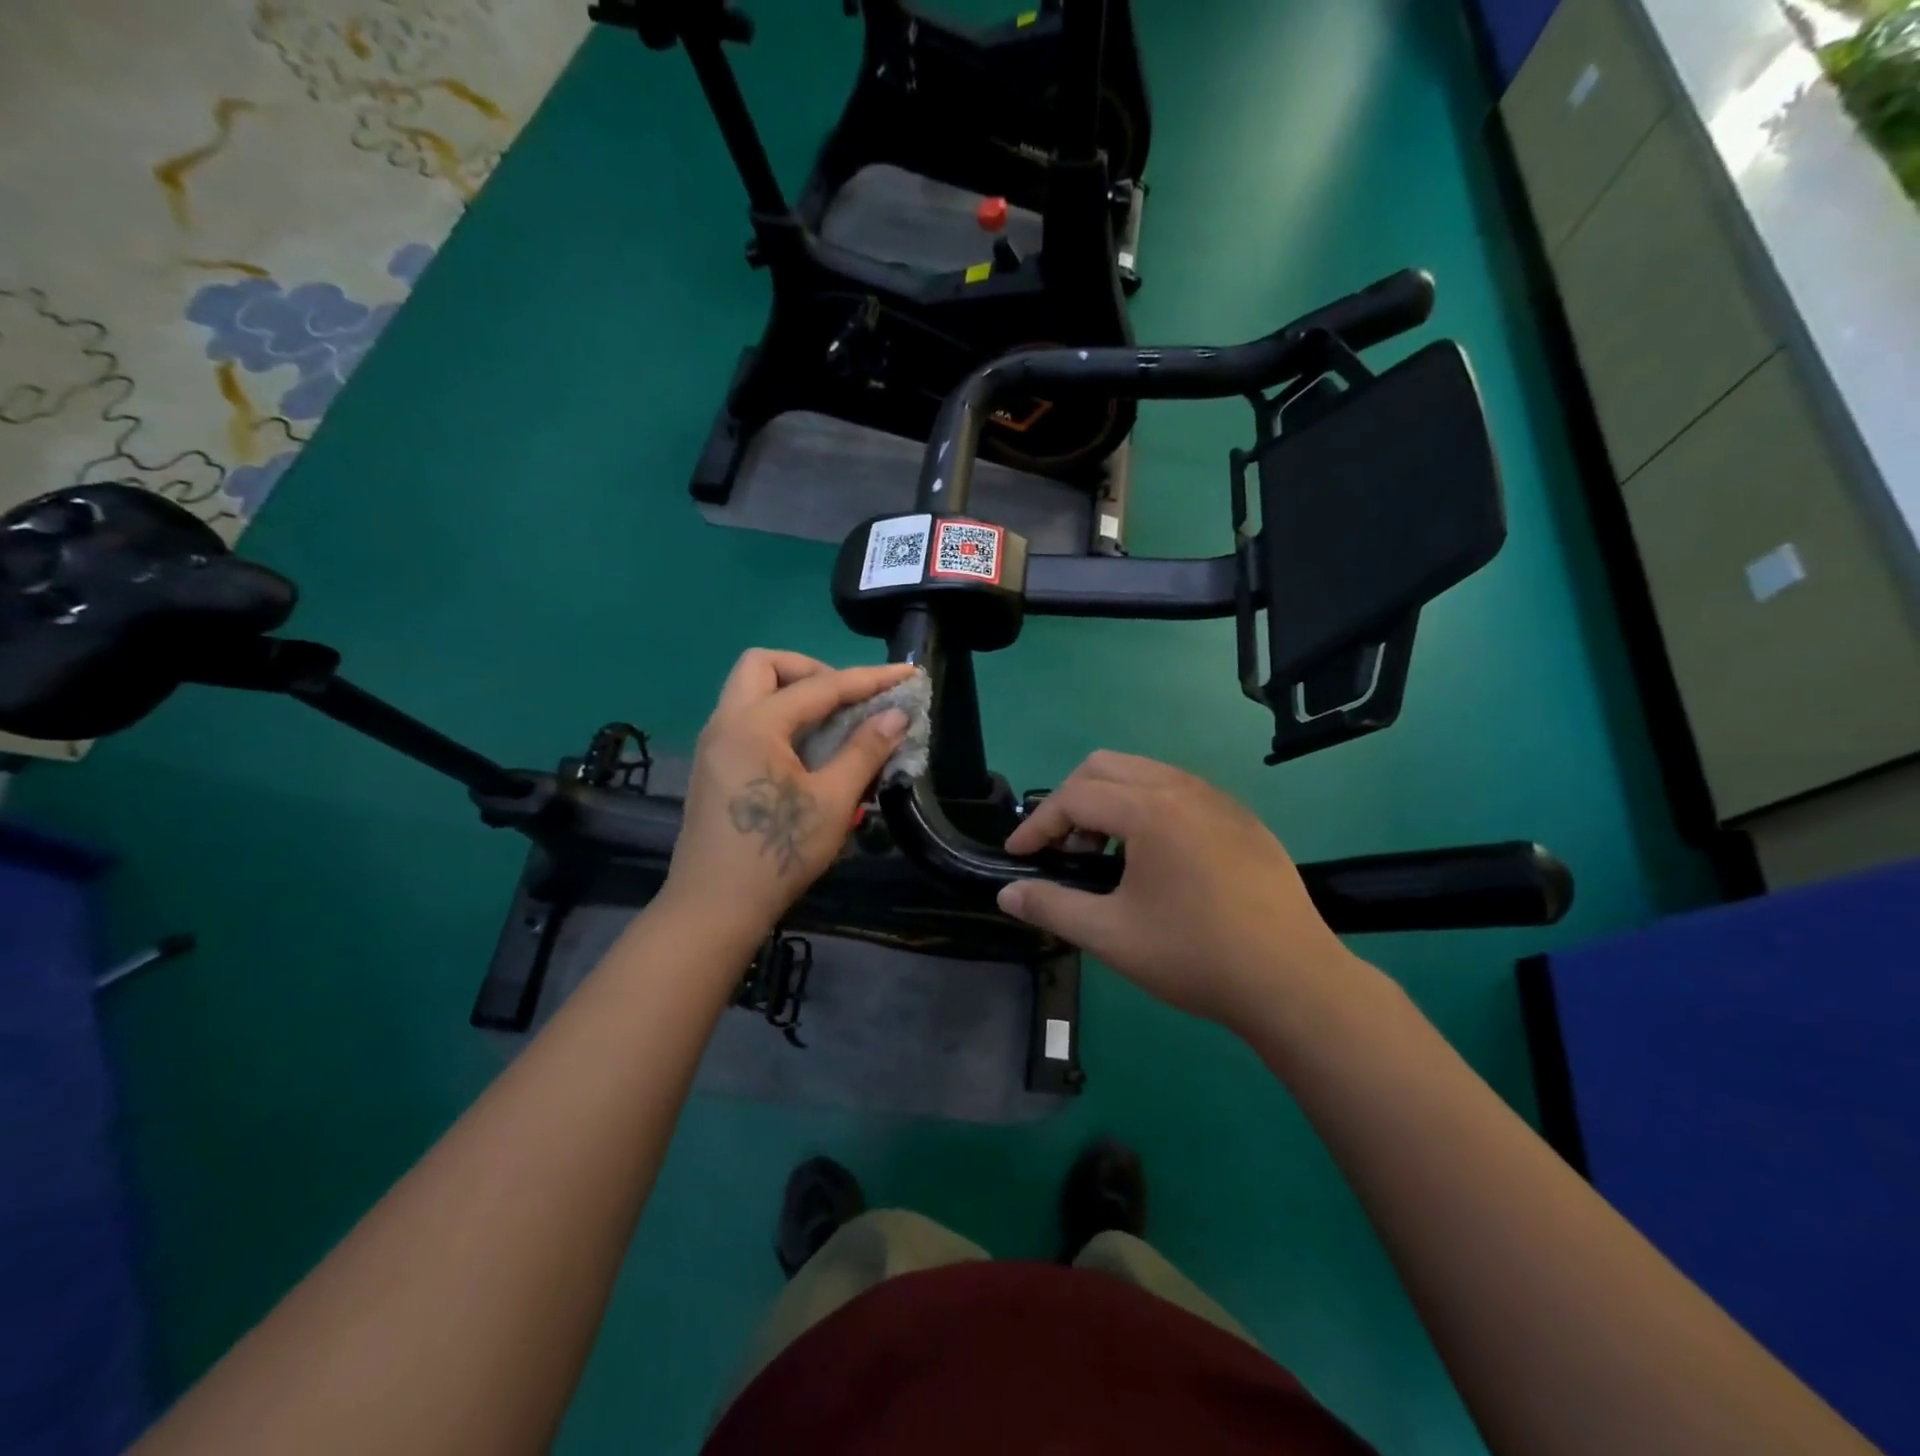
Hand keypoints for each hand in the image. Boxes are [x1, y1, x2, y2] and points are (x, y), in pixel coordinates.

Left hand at [664, 650, 915, 942]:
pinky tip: (809, 750)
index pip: (820, 686)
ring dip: (794, 692)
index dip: (869, 679)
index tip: (906, 674)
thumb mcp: (832, 802)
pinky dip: (780, 717)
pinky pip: (747, 719)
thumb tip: (896, 715)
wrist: (714, 909)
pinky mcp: (715, 767)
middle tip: (848, 698)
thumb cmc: (777, 853)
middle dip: (812, 670)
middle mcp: (726, 722)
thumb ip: (864, 750)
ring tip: (835, 722)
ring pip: (751, 691)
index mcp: (754, 724)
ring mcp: (715, 744)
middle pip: (765, 666)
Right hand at [997, 751, 1356, 1034]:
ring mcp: (1218, 799)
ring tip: (1105, 856)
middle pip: (1105, 766)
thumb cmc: (1195, 955)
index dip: (1037, 824)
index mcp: (1150, 809)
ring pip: (1144, 773)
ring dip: (1109, 801)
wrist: (1294, 981)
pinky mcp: (1242, 818)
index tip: (1017, 855)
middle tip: (1063, 849)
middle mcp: (1183, 788)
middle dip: (1071, 801)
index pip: (1074, 796)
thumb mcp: (1111, 935)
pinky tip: (1154, 860)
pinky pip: (1178, 791)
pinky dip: (1146, 808)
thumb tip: (1007, 893)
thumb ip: (1052, 906)